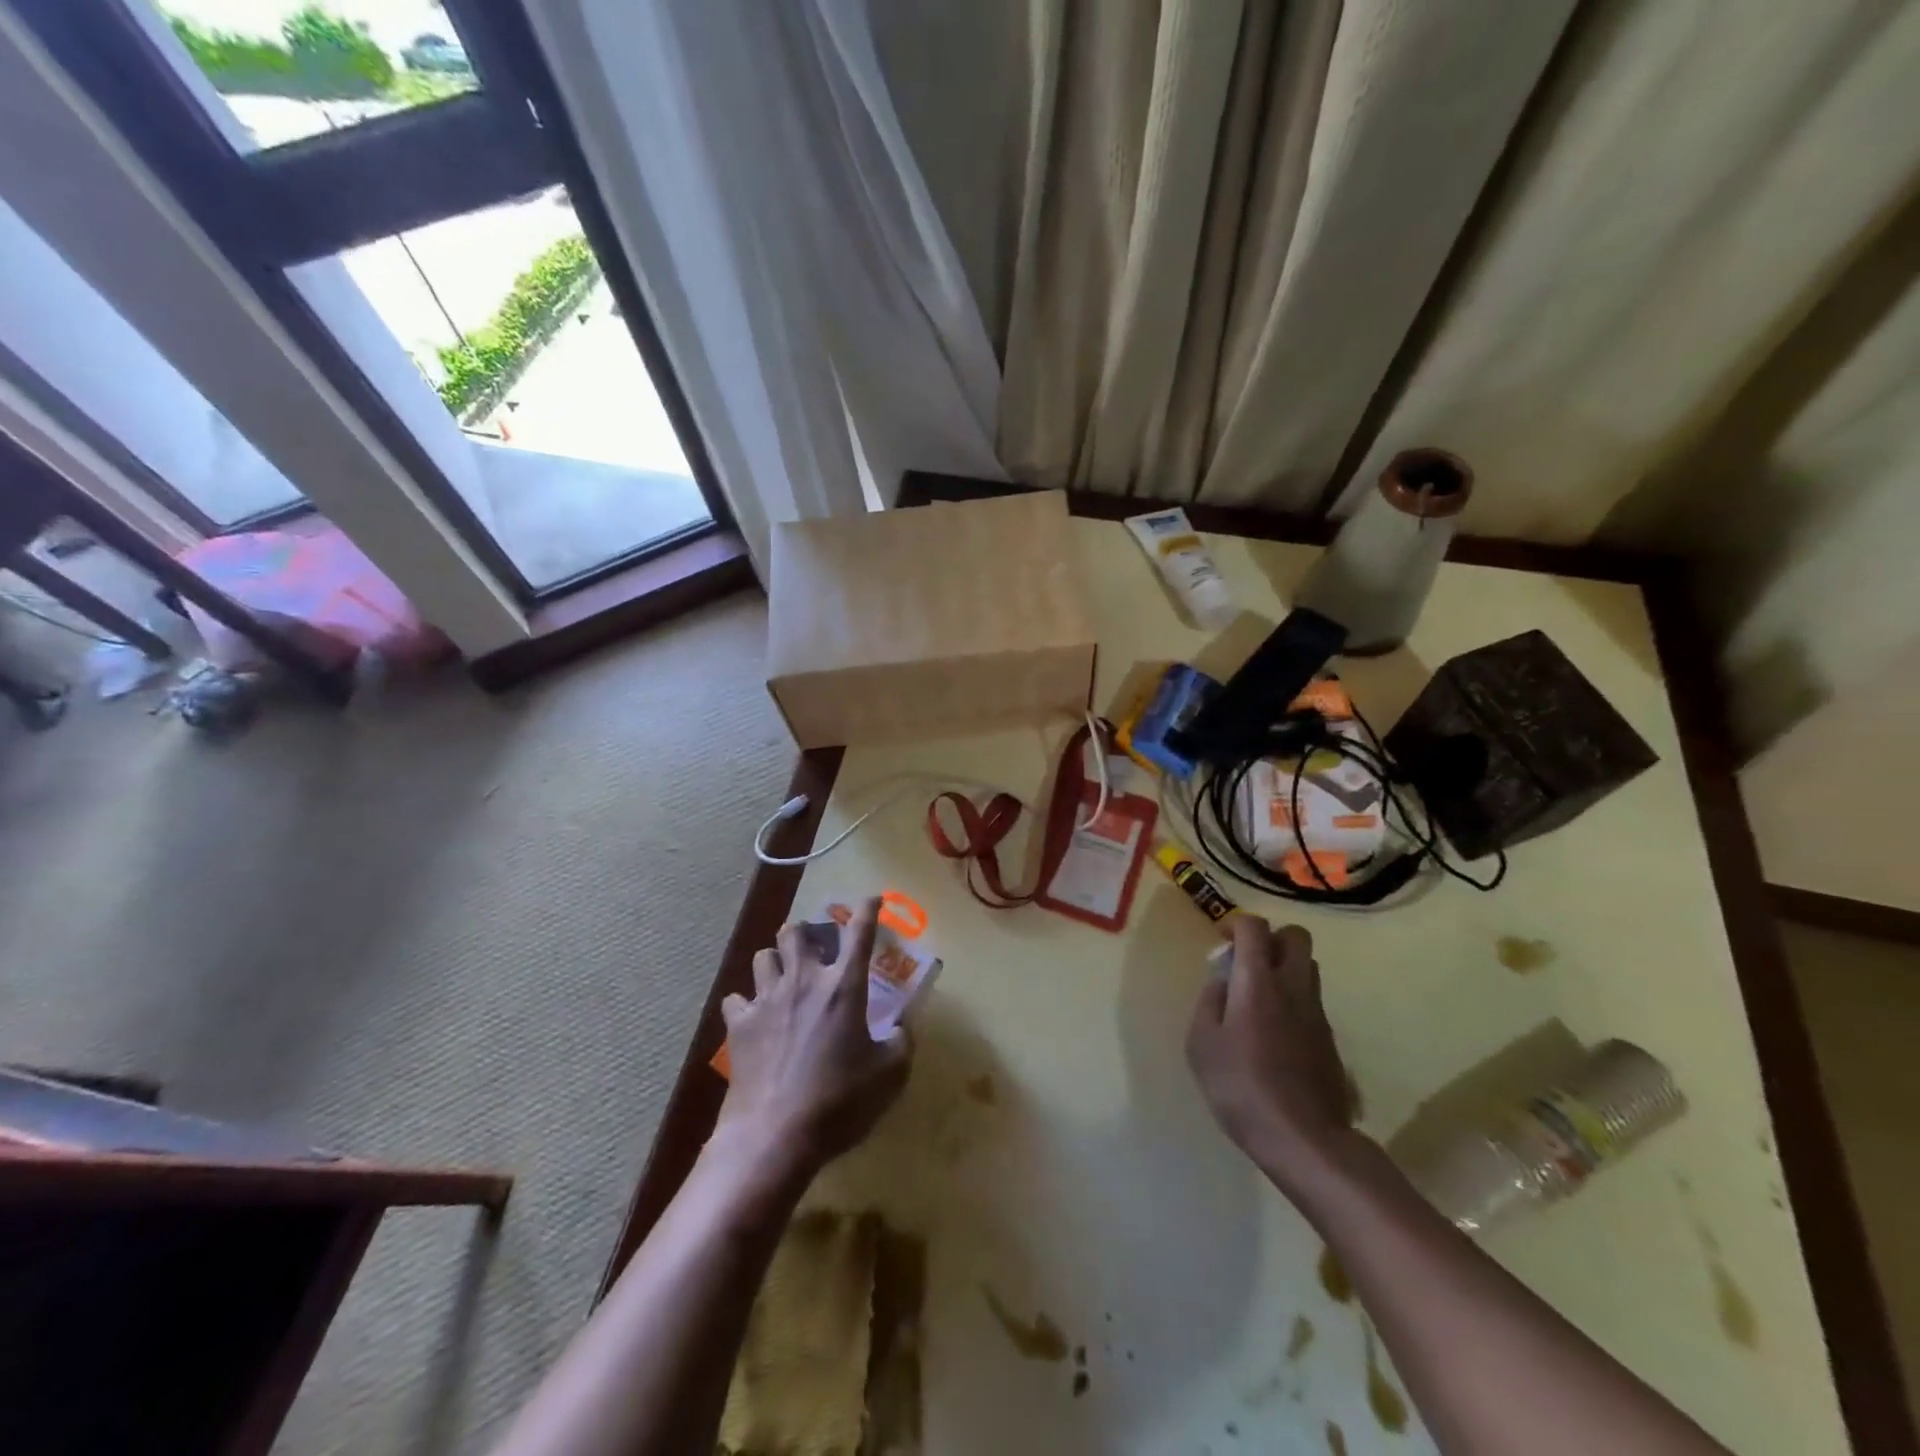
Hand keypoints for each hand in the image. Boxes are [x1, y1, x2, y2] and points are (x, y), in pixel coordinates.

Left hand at [717, 898, 912, 1178]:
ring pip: (763, 957)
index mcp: (843, 987)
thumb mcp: (889, 1076)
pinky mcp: (739, 1025)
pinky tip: (753, 1017)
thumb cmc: (839, 1102)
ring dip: (775, 961)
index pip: (859, 934)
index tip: (872, 898)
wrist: (774, 1136)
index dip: (868, 910)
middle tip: (815, 947)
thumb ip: (901, 1042)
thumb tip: (902, 1027)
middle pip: (795, 933)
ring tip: (783, 977)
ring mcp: (766, 1000)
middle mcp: (803, 981)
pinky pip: (735, 999)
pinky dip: (745, 1003)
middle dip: (805, 932)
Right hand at [1186, 917, 1355, 1182]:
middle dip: (1271, 938)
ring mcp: (1317, 1012)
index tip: (1222, 941)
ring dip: (1285, 968)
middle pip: (1296, 937)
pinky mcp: (1330, 1039)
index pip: (1255, 927)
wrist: (1304, 1139)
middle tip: (1247, 963)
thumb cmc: (1241, 1086)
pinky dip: (1293, 1000)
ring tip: (1258, 997)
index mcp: (1258, 981)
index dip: (1236, 924)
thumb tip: (1221, 981)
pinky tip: (1274, 1033)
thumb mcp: (1201, 1043)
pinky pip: (1311, 1000)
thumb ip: (1209, 1001)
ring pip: (1308, 967)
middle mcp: (1293, 986)